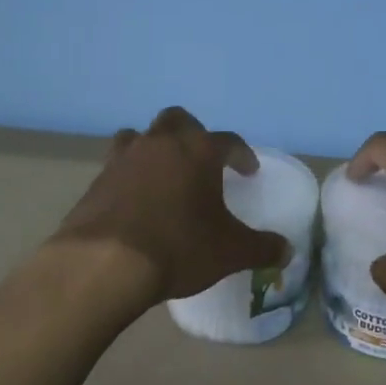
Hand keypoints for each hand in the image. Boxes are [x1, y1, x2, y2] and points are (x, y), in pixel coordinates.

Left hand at [51, 107, 290, 304]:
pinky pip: (117, 166)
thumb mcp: (230, 252)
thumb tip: (287, 250)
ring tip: (163, 173)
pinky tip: (135, 201)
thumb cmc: (178, 247)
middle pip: (178, 120)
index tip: (248, 171)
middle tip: (201, 160)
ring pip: (140, 136)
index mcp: (198, 150)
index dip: (242, 154)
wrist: (105, 263)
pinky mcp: (97, 180)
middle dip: (193, 134)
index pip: (228, 140)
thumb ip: (262, 247)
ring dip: (154, 148)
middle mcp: (160, 143)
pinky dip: (129, 176)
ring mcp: (124, 158)